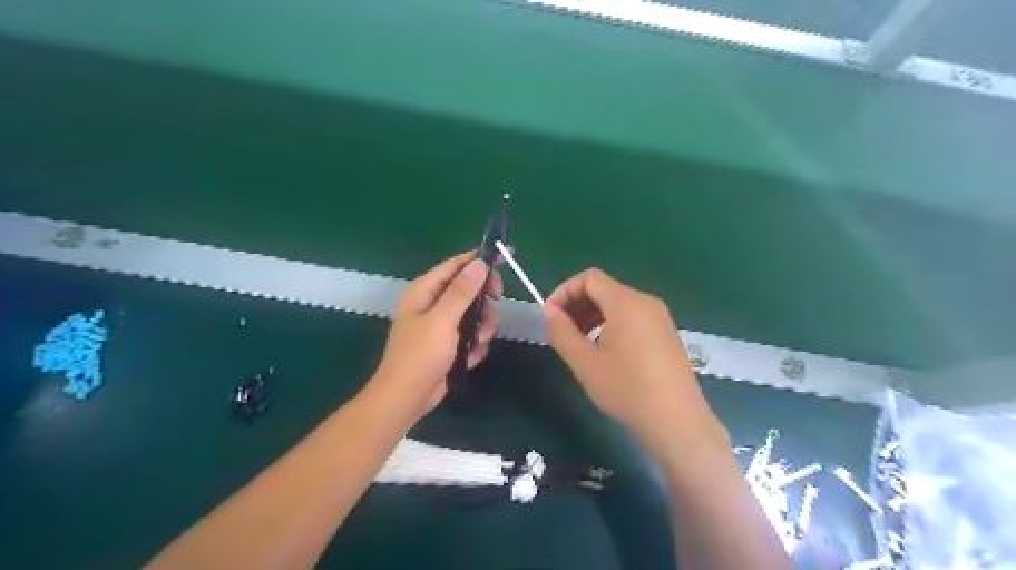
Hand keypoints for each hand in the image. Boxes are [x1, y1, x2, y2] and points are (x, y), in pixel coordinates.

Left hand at [372, 254, 500, 423]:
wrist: (407, 398)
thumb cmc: (420, 355)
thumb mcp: (442, 320)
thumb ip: (461, 291)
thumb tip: (479, 263)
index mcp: (424, 291)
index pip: (455, 265)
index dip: (478, 261)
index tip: (504, 261)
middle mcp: (433, 303)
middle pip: (468, 289)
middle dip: (484, 301)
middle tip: (495, 306)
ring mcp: (441, 324)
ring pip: (474, 314)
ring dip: (482, 327)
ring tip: (478, 342)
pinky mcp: (449, 343)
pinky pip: (471, 335)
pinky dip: (474, 345)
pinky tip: (469, 357)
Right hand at [545, 270, 725, 460]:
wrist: (677, 422)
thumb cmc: (627, 389)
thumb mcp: (585, 363)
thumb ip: (562, 332)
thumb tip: (550, 311)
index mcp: (626, 302)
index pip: (590, 278)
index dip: (564, 291)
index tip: (550, 316)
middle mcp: (646, 302)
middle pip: (604, 289)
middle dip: (577, 304)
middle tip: (561, 331)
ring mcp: (660, 318)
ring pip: (618, 304)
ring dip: (593, 315)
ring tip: (579, 343)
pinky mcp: (666, 334)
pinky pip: (632, 317)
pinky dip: (611, 324)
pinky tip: (605, 351)